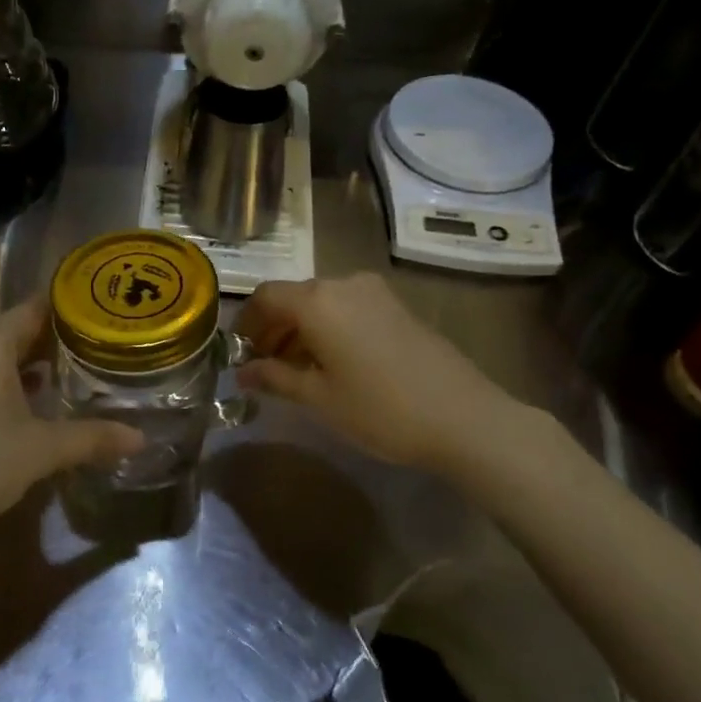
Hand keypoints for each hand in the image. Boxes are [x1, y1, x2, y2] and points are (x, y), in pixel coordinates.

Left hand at [0, 298, 143, 547]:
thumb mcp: (42, 450)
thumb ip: (93, 437)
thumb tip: (141, 438)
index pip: (33, 311)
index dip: (66, 315)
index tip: (95, 321)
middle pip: (7, 332)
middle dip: (43, 347)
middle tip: (83, 361)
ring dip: (14, 368)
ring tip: (51, 386)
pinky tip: (7, 408)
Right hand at [235, 273, 526, 475]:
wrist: (463, 417)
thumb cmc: (380, 409)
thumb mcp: (319, 398)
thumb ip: (275, 378)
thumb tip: (243, 372)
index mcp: (318, 301)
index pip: (266, 297)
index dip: (245, 323)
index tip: (237, 352)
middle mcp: (344, 284)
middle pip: (294, 297)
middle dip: (273, 328)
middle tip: (262, 366)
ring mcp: (376, 293)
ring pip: (322, 302)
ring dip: (301, 329)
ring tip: (295, 369)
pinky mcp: (398, 307)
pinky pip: (348, 308)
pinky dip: (329, 328)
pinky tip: (332, 363)